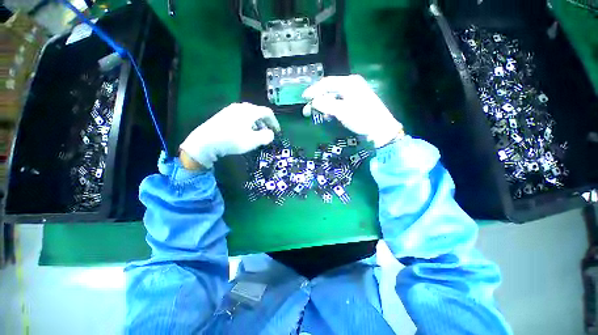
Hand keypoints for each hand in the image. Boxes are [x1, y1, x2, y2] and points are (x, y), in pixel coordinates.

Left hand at [180, 103, 279, 168]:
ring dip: (256, 124)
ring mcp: (230, 110)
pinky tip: (244, 133)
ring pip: (249, 115)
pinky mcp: (223, 115)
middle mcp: (241, 106)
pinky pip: (240, 117)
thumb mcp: (254, 141)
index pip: (267, 112)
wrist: (205, 142)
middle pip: (258, 112)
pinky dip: (247, 124)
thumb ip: (266, 136)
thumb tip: (270, 133)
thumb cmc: (233, 140)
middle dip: (265, 123)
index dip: (275, 122)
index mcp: (250, 111)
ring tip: (256, 134)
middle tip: (267, 133)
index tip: (277, 131)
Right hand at [302, 75, 403, 147]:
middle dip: (317, 99)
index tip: (304, 98)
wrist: (380, 129)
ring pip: (333, 97)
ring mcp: (354, 94)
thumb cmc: (361, 118)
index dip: (313, 90)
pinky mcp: (355, 103)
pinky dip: (331, 108)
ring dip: (323, 105)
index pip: (326, 83)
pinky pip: (339, 103)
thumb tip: (313, 102)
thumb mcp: (342, 111)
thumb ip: (325, 104)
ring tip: (316, 114)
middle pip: (329, 89)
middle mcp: (351, 85)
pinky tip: (327, 115)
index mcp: (349, 83)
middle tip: (307, 109)